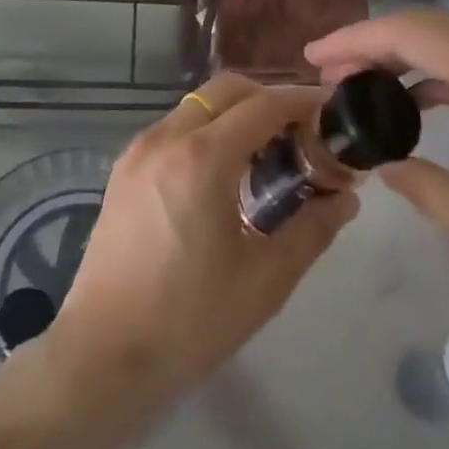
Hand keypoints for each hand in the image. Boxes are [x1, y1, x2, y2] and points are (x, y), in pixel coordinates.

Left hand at [37, 76, 357, 442]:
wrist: (103, 357)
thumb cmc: (190, 321)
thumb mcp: (266, 280)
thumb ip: (313, 229)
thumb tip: (345, 197)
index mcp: (202, 158)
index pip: (263, 105)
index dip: (302, 101)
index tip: (331, 110)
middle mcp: (166, 139)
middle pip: (225, 91)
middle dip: (267, 100)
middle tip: (300, 133)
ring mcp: (138, 152)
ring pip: (196, 107)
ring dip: (235, 115)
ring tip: (265, 157)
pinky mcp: (122, 171)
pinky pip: (173, 130)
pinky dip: (205, 133)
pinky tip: (223, 177)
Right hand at [307, 11, 448, 342]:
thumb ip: (425, 186)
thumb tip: (387, 166)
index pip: (413, 32)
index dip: (357, 39)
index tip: (314, 57)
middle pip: (435, 28)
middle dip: (377, 44)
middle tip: (332, 71)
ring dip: (412, 59)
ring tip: (368, 84)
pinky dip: (448, 76)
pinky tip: (427, 102)